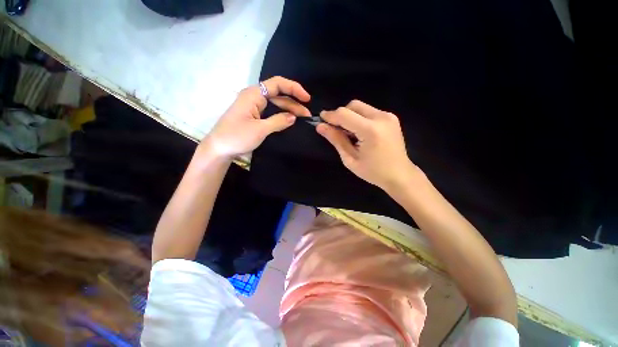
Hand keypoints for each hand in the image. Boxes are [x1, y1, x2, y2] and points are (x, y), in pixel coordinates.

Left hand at [202, 76, 310, 158]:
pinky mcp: (254, 115)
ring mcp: (254, 106)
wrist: (219, 148)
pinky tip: (289, 120)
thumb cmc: (237, 137)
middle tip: (307, 115)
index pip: (277, 84)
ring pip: (275, 104)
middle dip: (294, 103)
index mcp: (254, 94)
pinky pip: (271, 111)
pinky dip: (281, 115)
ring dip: (289, 109)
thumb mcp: (260, 130)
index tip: (307, 99)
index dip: (294, 88)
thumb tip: (294, 117)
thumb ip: (278, 121)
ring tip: (302, 118)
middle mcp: (254, 97)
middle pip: (278, 94)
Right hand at [317, 100, 419, 190]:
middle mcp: (381, 117)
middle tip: (335, 129)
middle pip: (353, 105)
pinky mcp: (391, 117)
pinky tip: (359, 132)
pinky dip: (359, 118)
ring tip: (348, 133)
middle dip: (340, 115)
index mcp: (370, 130)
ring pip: (361, 107)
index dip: (330, 116)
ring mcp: (388, 116)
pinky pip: (369, 111)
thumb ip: (336, 140)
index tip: (321, 120)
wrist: (400, 175)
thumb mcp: (350, 159)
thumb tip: (321, 127)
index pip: (344, 114)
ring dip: (350, 116)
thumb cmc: (373, 172)